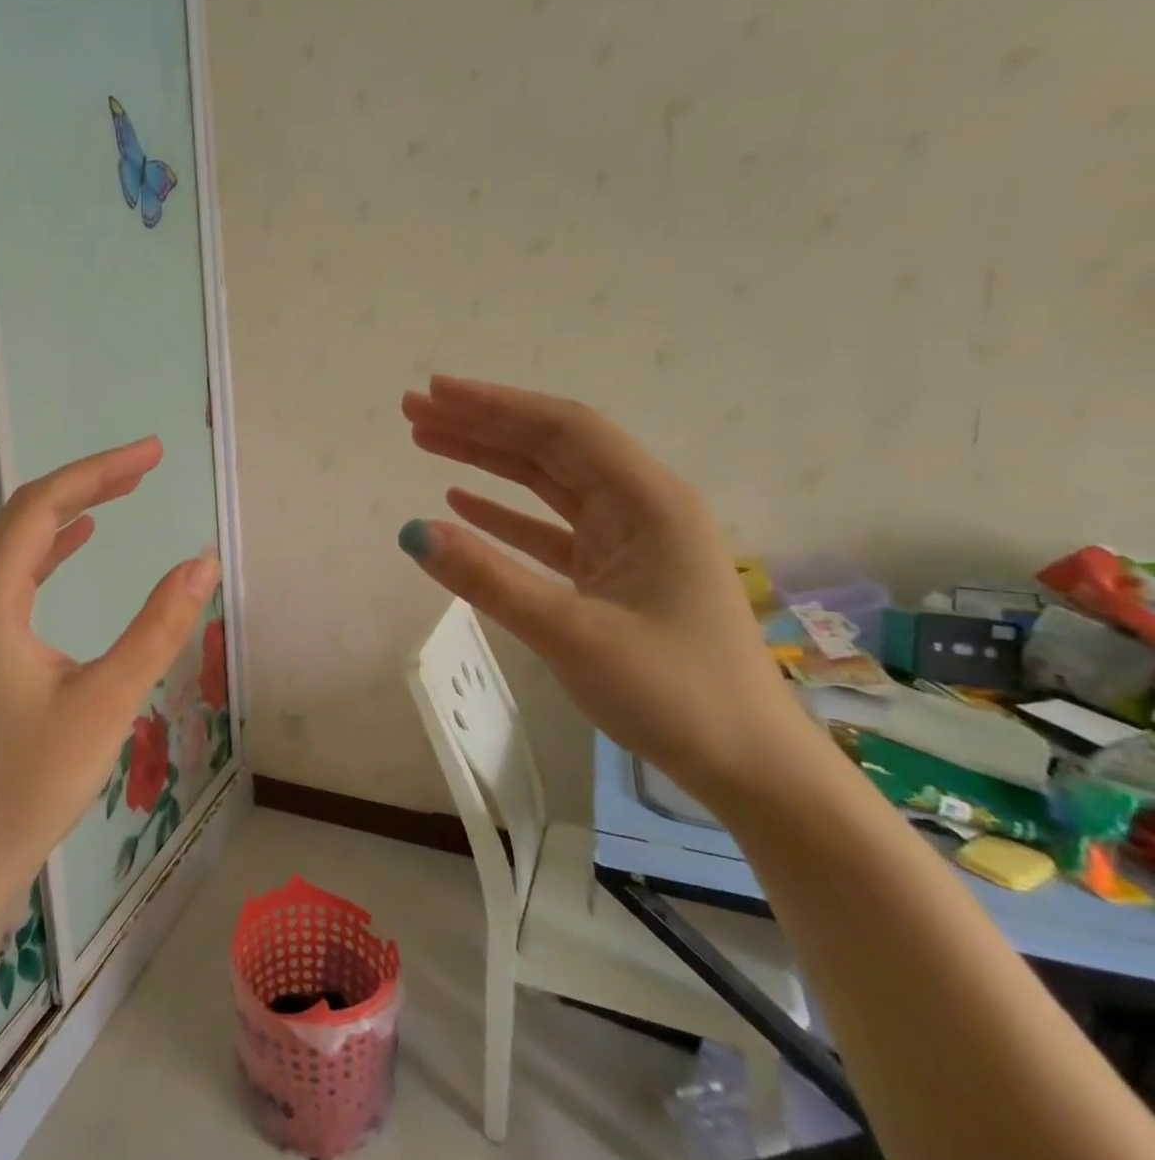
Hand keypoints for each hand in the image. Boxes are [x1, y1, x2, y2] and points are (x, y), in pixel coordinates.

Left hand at [0, 437, 219, 907]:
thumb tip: (202, 563)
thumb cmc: (29, 784)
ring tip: (123, 490)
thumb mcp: (106, 701)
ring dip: (70, 512)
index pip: (43, 507)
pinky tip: (80, 542)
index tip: (153, 454)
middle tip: (147, 464)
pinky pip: (14, 577)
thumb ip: (158, 627)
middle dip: (88, 483)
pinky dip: (52, 550)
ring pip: (18, 545)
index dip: (99, 471)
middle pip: (26, 516)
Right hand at [400, 376, 823, 803]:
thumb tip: (411, 531)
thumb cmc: (672, 692)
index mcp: (648, 501)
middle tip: (414, 412)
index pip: (561, 430)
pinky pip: (550, 527)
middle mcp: (640, 506)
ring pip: (547, 482)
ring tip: (427, 442)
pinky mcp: (614, 573)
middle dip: (481, 424)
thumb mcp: (571, 633)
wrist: (748, 766)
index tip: (434, 392)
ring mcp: (627, 540)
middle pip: (550, 447)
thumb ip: (488, 578)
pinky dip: (506, 512)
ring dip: (488, 460)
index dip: (494, 405)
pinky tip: (463, 502)